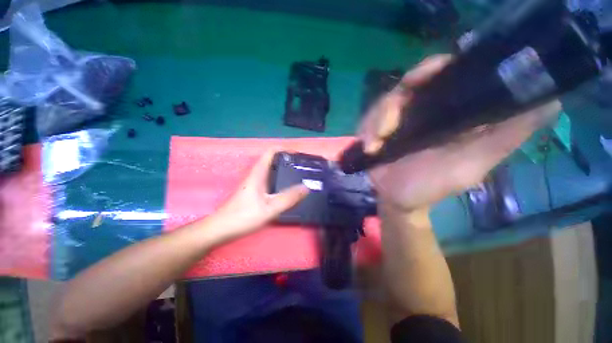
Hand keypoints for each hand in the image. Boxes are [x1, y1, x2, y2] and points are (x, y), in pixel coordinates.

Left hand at [209, 149, 309, 240]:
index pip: (271, 152)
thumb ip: (288, 198)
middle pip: (273, 161)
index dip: (284, 150)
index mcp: (258, 173)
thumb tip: (306, 187)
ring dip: (284, 171)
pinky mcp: (254, 192)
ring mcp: (254, 184)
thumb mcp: (270, 208)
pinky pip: (270, 181)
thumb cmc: (243, 217)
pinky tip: (287, 190)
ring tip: (299, 177)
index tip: (298, 156)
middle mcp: (256, 175)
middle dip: (288, 161)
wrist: (221, 229)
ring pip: (272, 171)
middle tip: (302, 168)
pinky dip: (280, 181)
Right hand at [360, 55, 560, 211]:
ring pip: (382, 105)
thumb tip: (549, 103)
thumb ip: (504, 137)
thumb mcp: (472, 165)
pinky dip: (366, 132)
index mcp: (448, 113)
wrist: (397, 199)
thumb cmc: (432, 186)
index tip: (428, 74)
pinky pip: (367, 121)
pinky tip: (369, 147)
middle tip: (386, 127)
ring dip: (375, 123)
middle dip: (392, 104)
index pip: (444, 75)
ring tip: (374, 146)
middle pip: (406, 86)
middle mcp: (421, 111)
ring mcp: (396, 121)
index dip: (435, 68)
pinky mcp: (376, 131)